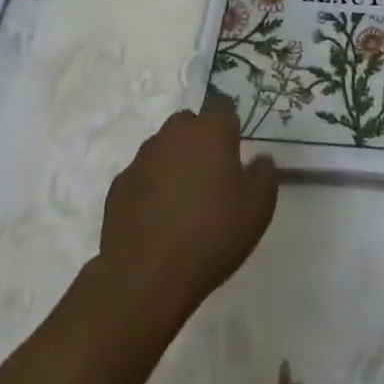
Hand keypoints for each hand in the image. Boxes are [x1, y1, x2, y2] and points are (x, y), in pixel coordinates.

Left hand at [97, 96, 277, 318]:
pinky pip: (142, 178)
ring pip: (163, 149)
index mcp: (210, 130)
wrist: (145, 277)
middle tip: (211, 178)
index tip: (235, 153)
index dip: (230, 127)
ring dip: (174, 164)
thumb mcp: (258, 207)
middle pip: (189, 124)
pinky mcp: (119, 186)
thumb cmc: (211, 234)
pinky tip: (157, 221)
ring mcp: (142, 159)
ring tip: (183, 204)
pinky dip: (150, 190)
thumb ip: (264, 174)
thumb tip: (260, 160)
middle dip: (200, 142)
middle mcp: (174, 134)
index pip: (223, 107)